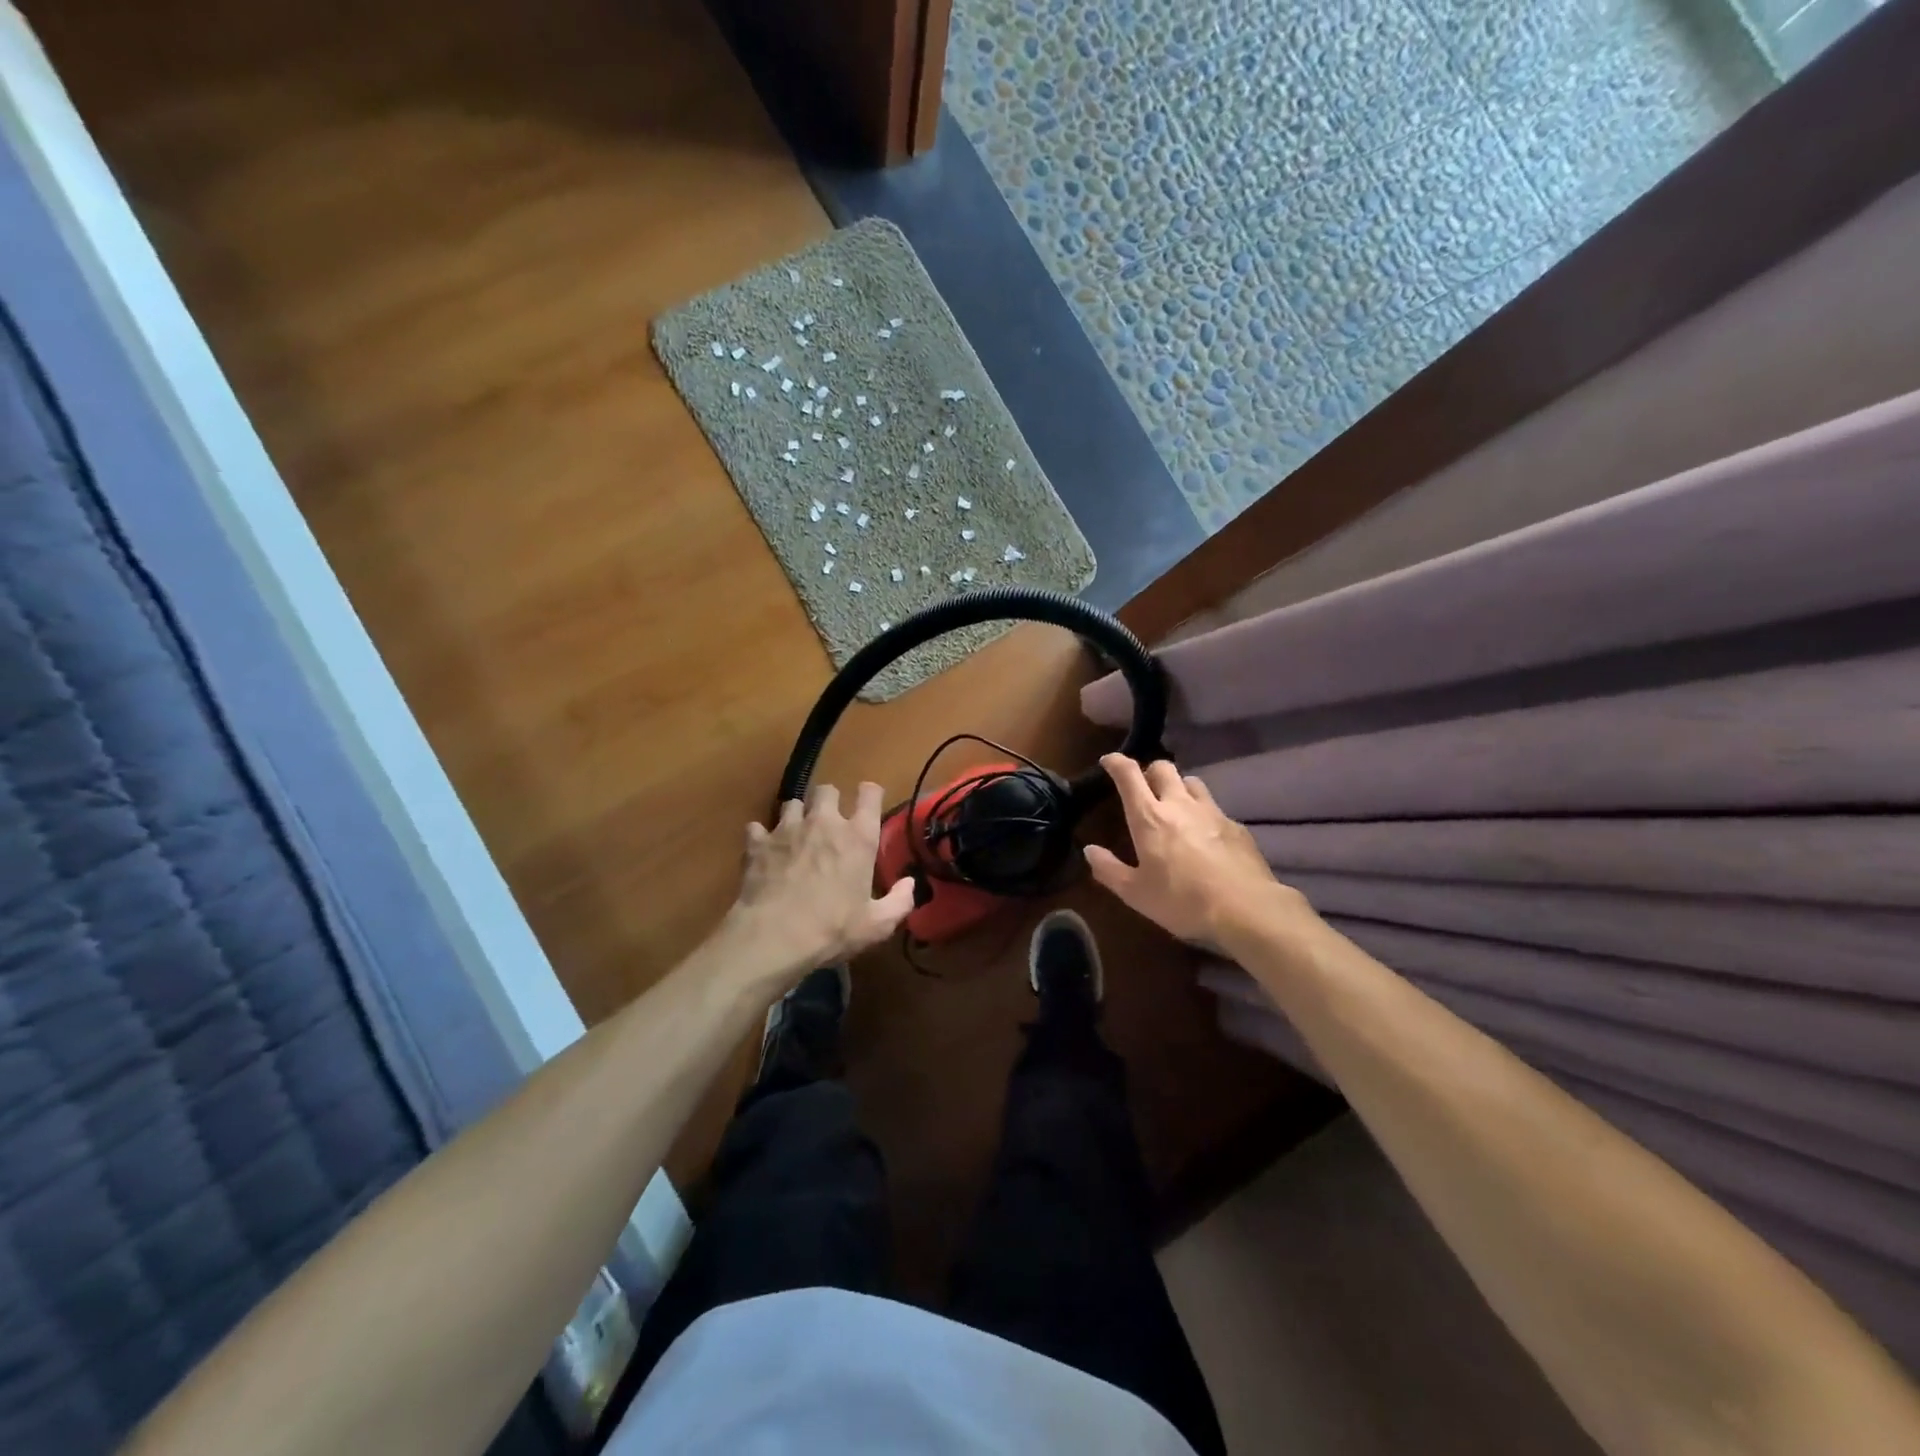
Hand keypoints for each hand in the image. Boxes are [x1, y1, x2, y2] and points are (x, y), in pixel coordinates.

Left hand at [723, 781, 915, 985]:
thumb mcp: (877, 925)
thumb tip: (910, 884)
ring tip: (797, 835)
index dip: (870, 794)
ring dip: (797, 815)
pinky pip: (757, 827)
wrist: (773, 937)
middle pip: (827, 790)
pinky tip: (764, 851)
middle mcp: (824, 822)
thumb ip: (900, 901)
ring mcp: (787, 829)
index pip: (870, 794)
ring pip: (792, 803)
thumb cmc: (832, 929)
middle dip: (829, 801)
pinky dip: (762, 836)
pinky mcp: (757, 843)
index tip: (868, 803)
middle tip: (829, 823)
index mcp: (858, 837)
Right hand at [1085, 754, 1309, 951]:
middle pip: (1163, 768)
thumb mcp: (1135, 893)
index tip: (1109, 761)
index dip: (1116, 762)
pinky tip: (1206, 836)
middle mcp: (1179, 804)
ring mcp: (1212, 812)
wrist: (1245, 909)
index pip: (1129, 774)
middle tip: (1144, 789)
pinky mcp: (1236, 826)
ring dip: (1179, 788)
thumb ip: (1109, 869)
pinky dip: (1204, 814)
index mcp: (1149, 817)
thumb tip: (1090, 850)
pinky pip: (1215, 808)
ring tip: (1176, 807)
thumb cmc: (1181, 901)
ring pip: (1192, 783)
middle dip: (1150, 771)